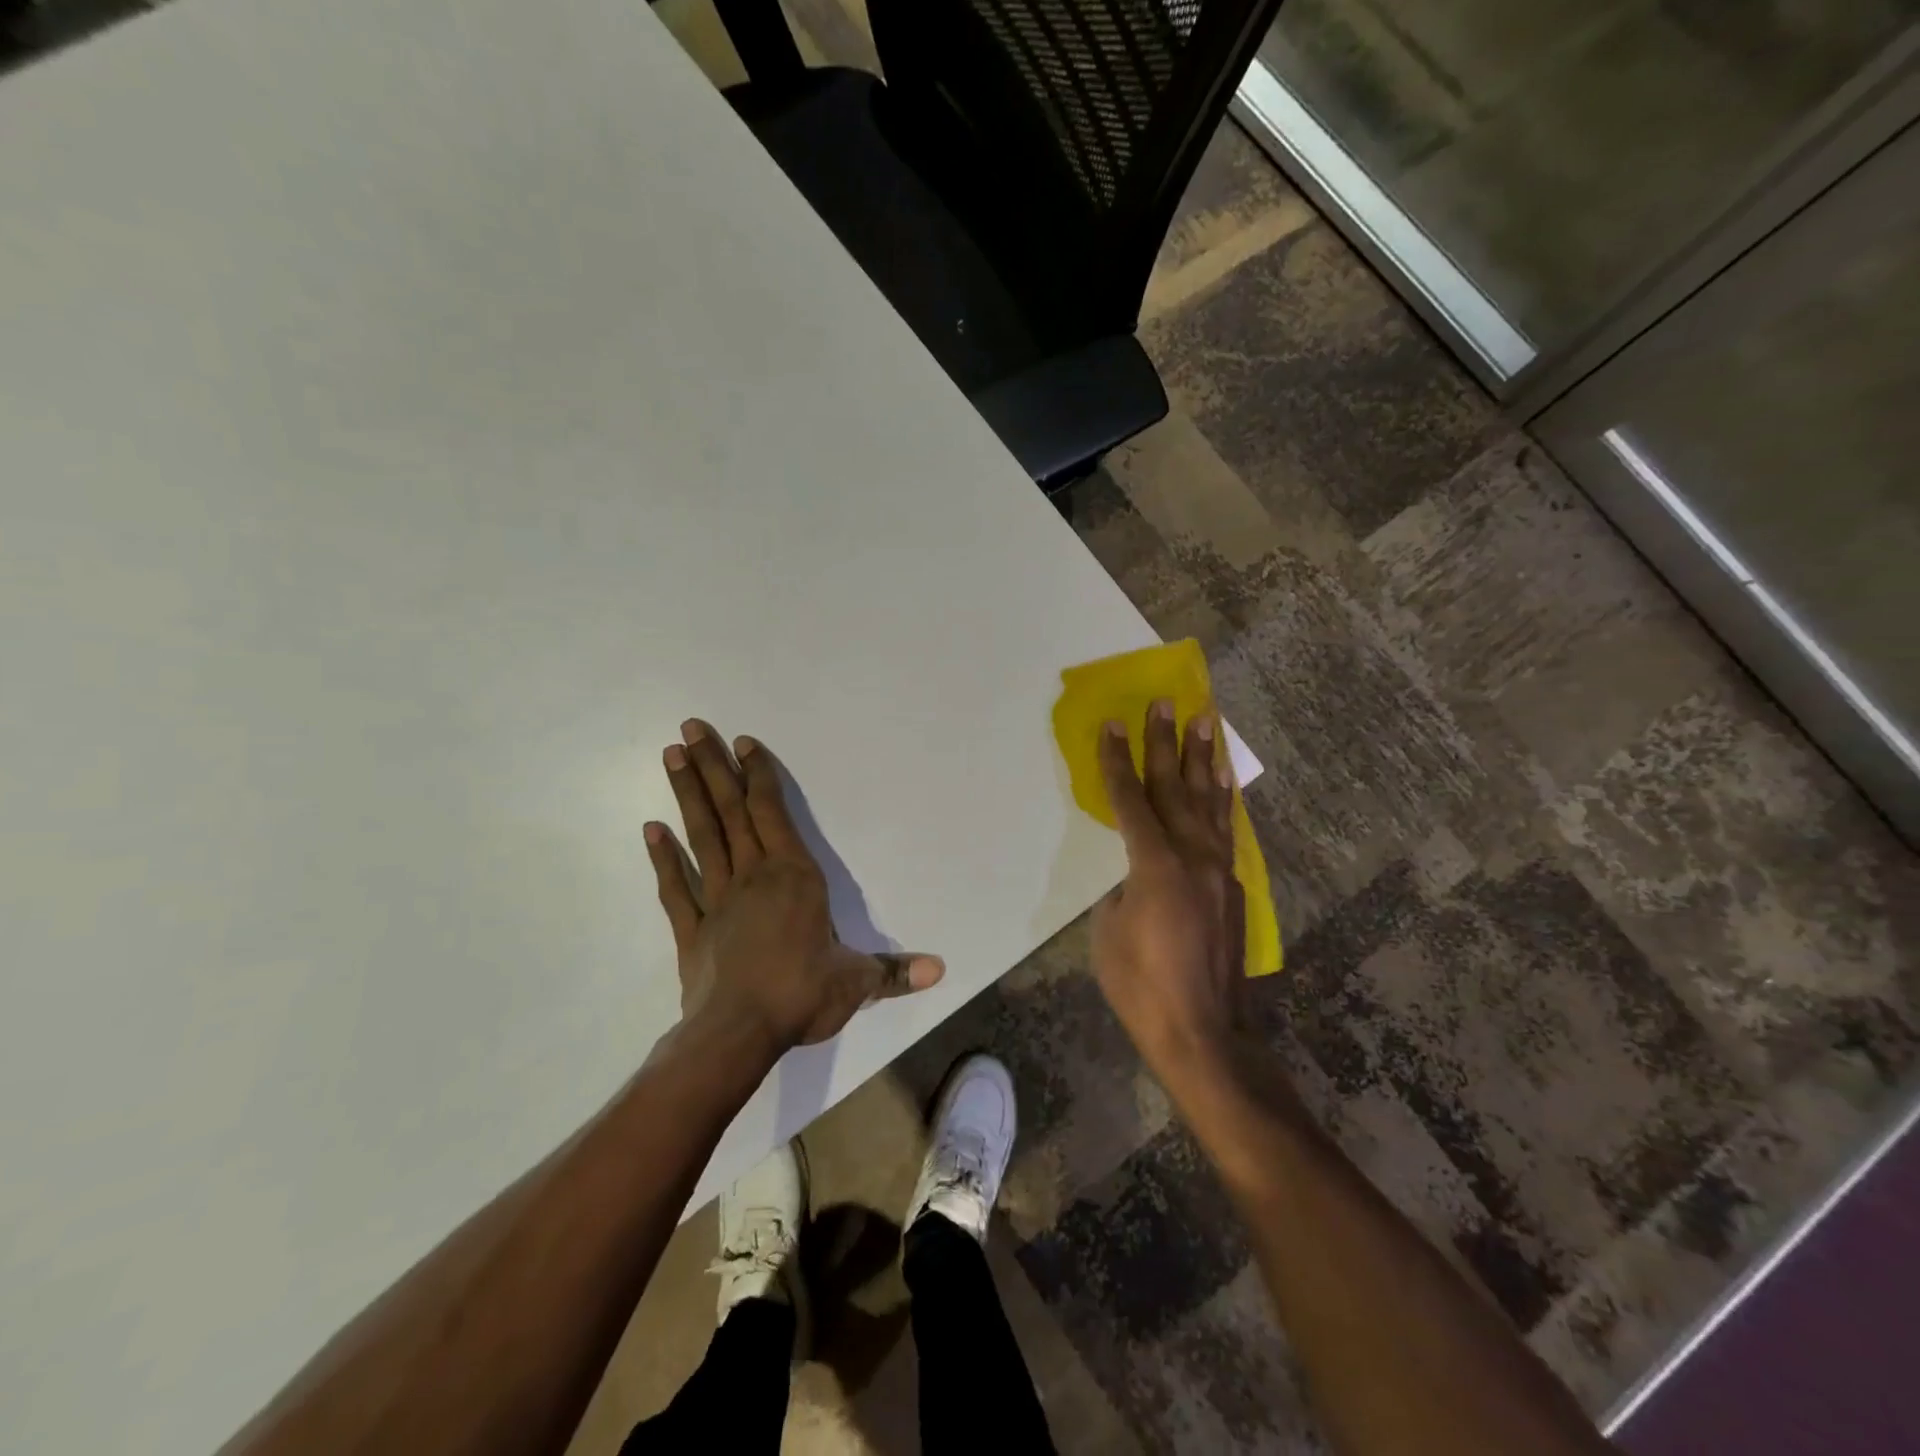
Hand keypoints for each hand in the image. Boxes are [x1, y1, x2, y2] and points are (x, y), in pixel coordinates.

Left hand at [645, 719, 943, 1058]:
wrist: (738, 1035)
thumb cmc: (802, 995)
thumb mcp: (856, 982)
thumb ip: (894, 971)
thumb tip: (941, 969)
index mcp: (794, 877)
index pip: (772, 813)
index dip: (758, 775)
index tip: (742, 743)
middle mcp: (753, 877)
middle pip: (730, 812)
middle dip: (712, 767)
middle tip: (689, 728)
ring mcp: (717, 901)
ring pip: (702, 837)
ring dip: (687, 795)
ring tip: (670, 756)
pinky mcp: (692, 930)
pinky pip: (675, 888)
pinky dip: (662, 858)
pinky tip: (650, 829)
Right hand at [1089, 700, 1245, 1076]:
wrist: (1204, 1033)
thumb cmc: (1142, 986)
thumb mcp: (1109, 931)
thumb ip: (1122, 887)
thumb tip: (1136, 872)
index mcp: (1156, 865)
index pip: (1131, 800)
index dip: (1118, 761)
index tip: (1113, 724)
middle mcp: (1194, 857)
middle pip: (1175, 788)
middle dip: (1167, 743)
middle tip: (1168, 703)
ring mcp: (1220, 871)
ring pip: (1210, 802)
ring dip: (1204, 760)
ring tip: (1207, 723)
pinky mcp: (1234, 888)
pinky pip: (1225, 830)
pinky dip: (1221, 800)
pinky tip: (1221, 784)